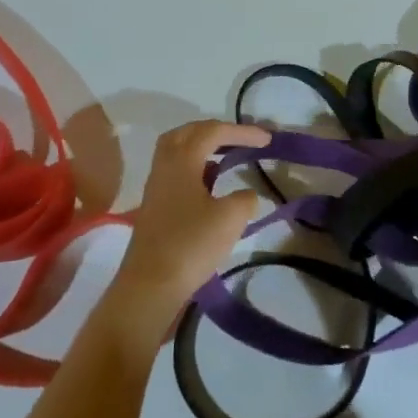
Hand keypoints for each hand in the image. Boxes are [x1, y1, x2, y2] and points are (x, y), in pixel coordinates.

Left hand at [104, 120, 269, 337]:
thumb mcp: (230, 219)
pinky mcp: (154, 207)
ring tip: (226, 157)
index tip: (267, 139)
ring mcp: (156, 187)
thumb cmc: (191, 245)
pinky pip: (175, 172)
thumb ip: (245, 199)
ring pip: (177, 152)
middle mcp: (164, 166)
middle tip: (239, 139)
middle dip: (215, 131)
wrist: (150, 286)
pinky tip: (210, 186)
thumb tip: (245, 196)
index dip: (242, 132)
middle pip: (187, 133)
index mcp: (182, 161)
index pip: (213, 132)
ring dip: (202, 148)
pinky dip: (195, 168)